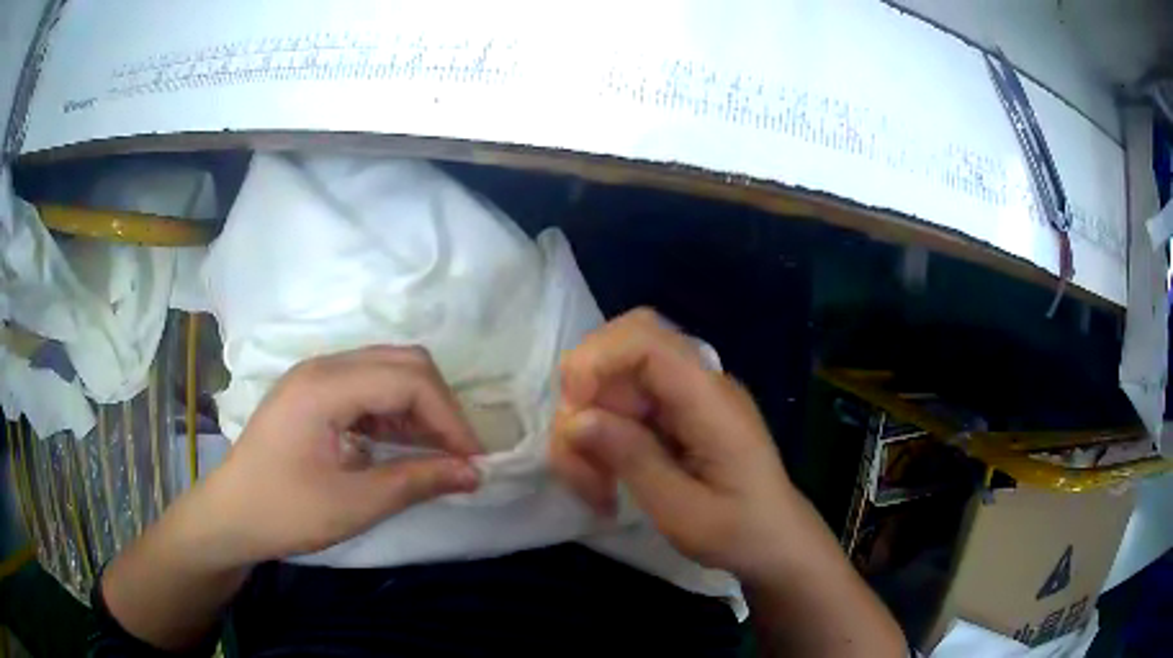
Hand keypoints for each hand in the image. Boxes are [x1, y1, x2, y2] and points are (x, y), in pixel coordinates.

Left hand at [193, 345, 482, 567]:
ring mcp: (316, 377)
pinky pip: (369, 387)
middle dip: (440, 406)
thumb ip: (416, 482)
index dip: (450, 418)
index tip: (473, 462)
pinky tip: (403, 445)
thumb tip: (474, 473)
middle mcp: (323, 367)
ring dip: (420, 408)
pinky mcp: (315, 394)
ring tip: (438, 453)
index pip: (408, 380)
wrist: (230, 516)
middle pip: (402, 362)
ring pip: (388, 370)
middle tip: (459, 455)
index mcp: (325, 386)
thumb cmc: (284, 511)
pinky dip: (396, 413)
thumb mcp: (353, 504)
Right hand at [552, 309, 800, 582]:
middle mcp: (698, 384)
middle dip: (585, 399)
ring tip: (594, 488)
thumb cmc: (739, 533)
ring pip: (613, 381)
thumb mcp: (683, 512)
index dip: (596, 361)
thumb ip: (633, 460)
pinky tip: (603, 481)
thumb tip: (576, 419)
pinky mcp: (674, 414)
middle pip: (622, 350)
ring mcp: (685, 397)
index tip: (574, 416)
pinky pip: (622, 406)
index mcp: (711, 400)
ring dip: (587, 429)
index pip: (646, 340)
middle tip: (580, 460)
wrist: (776, 542)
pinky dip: (600, 440)